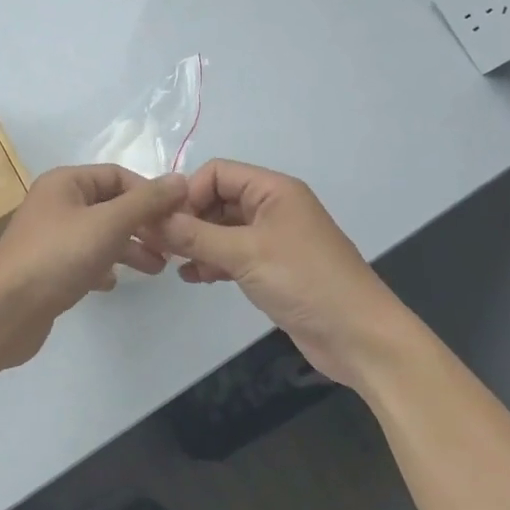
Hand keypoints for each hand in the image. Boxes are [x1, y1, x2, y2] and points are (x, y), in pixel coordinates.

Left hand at [0, 165, 186, 367]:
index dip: (150, 194)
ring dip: (130, 248)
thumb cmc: (58, 257)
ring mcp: (50, 237)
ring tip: (157, 269)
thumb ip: (146, 202)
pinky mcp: (48, 268)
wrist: (5, 312)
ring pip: (101, 234)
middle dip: (143, 224)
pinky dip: (104, 267)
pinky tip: (114, 283)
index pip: (119, 176)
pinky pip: (85, 259)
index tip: (178, 219)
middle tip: (172, 247)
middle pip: (111, 205)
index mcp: (66, 182)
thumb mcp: (108, 224)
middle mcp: (56, 203)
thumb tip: (180, 180)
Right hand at [149, 159, 410, 390]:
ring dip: (197, 242)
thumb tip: (152, 219)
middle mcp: (272, 207)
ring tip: (173, 262)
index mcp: (273, 190)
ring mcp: (273, 239)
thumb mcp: (245, 253)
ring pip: (222, 228)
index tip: (165, 223)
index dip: (189, 193)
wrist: (357, 336)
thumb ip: (196, 235)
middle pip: (218, 199)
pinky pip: (232, 253)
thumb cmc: (304, 281)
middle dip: (189, 218)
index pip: (217, 173)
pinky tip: (193, 277)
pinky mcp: (272, 268)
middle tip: (161, 245)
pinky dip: (212, 261)